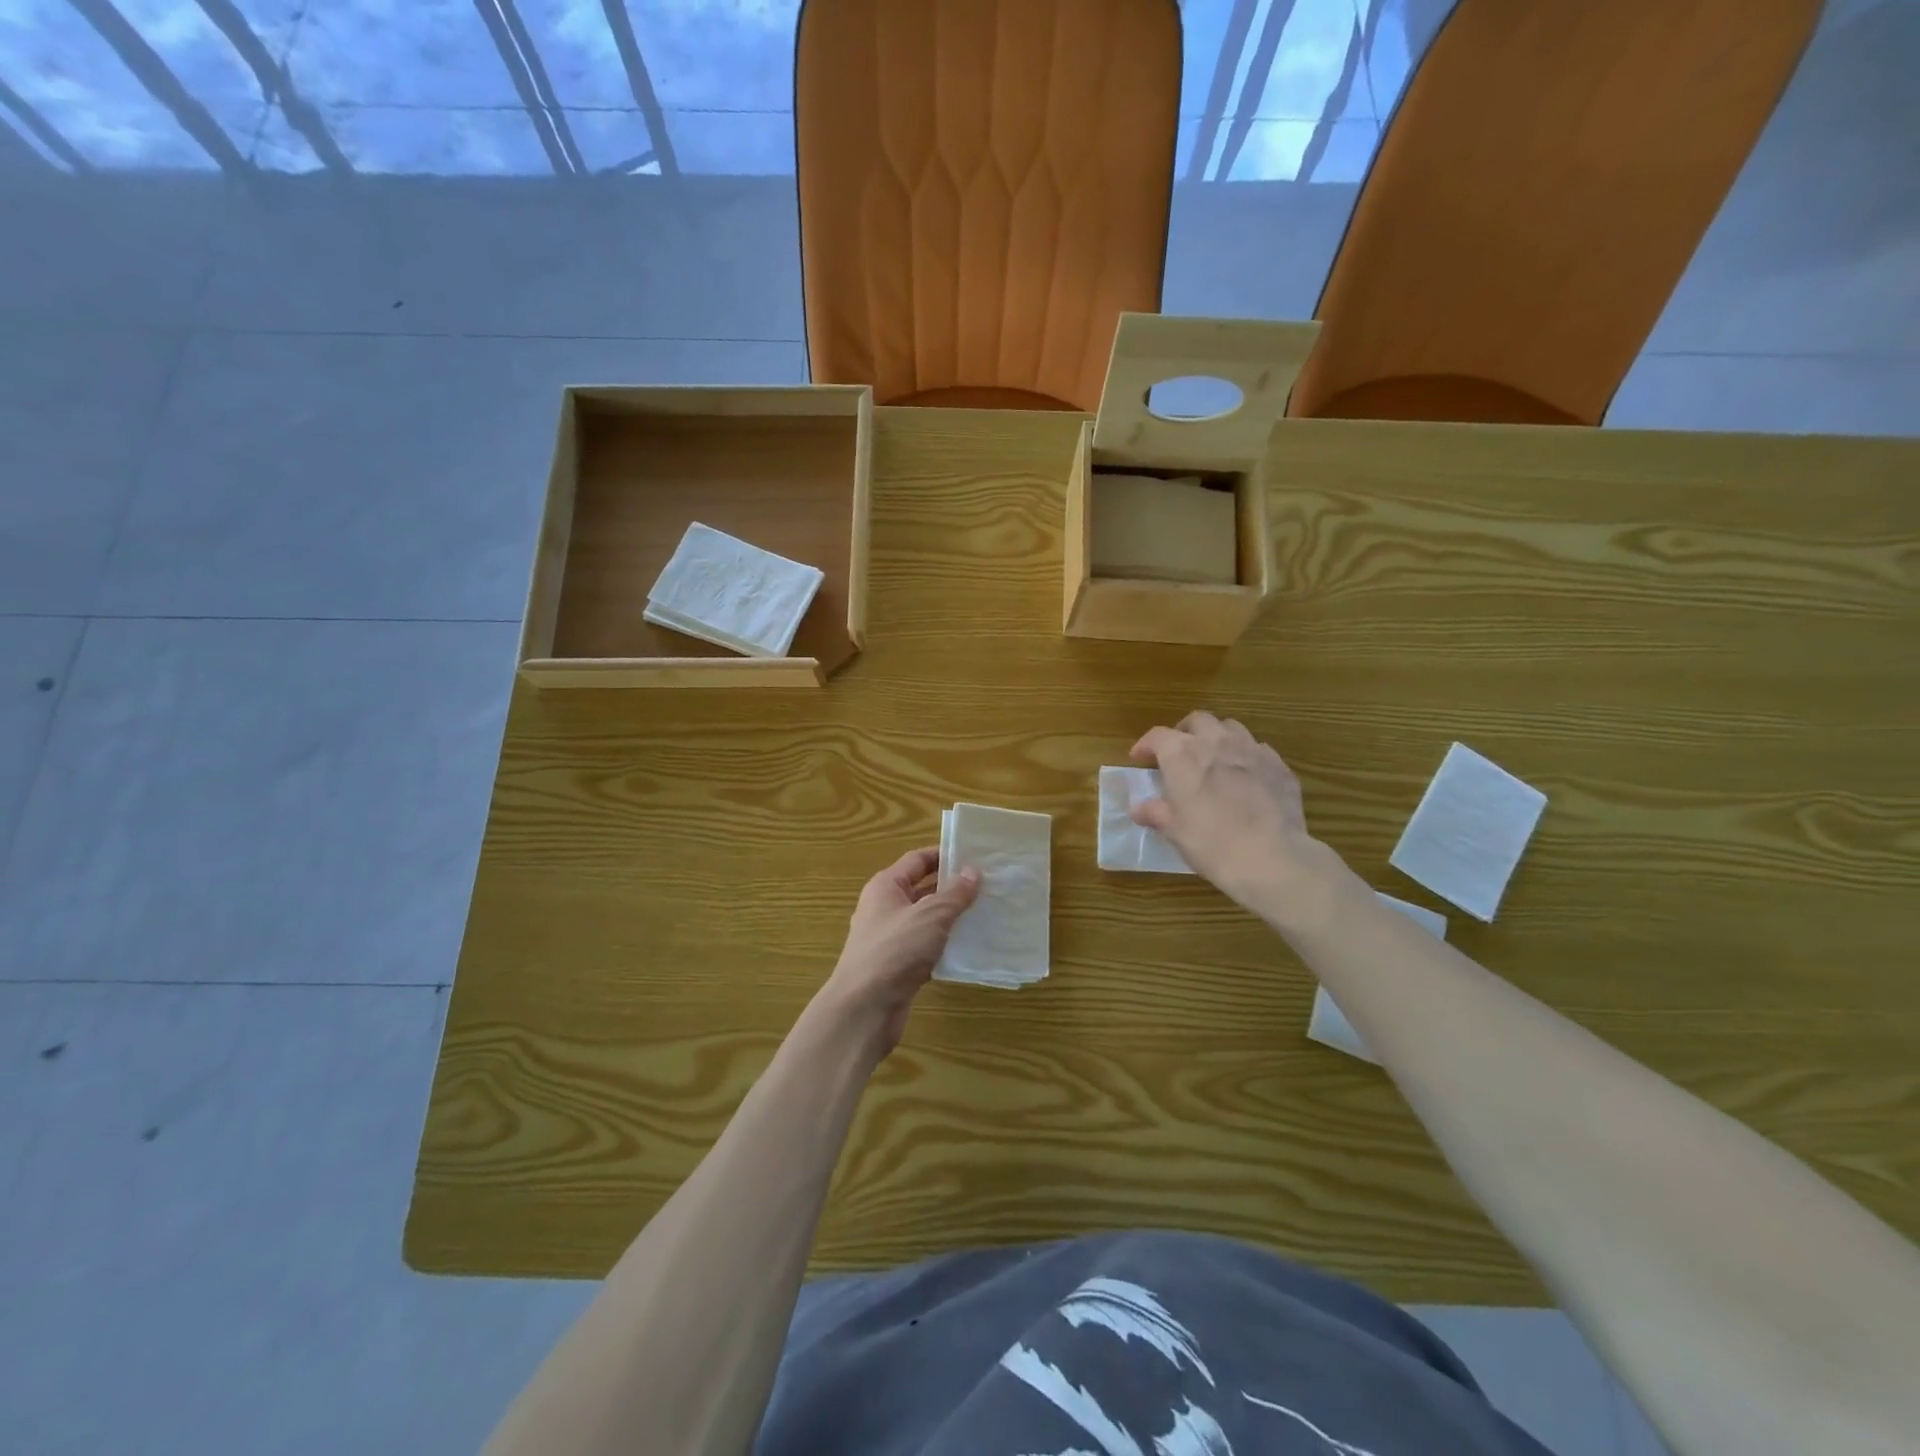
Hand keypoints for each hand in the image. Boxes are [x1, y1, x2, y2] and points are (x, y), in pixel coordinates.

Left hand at [813, 847, 979, 1060]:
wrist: (864, 1008)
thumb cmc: (895, 950)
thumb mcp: (930, 916)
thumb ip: (954, 894)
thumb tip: (972, 871)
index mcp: (885, 887)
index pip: (917, 860)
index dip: (943, 855)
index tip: (974, 855)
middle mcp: (884, 908)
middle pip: (921, 889)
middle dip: (951, 888)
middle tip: (987, 886)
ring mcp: (889, 938)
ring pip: (925, 920)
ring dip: (951, 918)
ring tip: (985, 914)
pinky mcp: (897, 966)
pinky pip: (925, 947)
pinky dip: (944, 946)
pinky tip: (969, 948)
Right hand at [1130, 711, 1336, 919]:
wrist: (1269, 856)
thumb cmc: (1209, 841)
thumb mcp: (1173, 830)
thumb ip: (1155, 812)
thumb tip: (1138, 808)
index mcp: (1183, 754)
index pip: (1157, 736)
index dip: (1146, 745)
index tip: (1139, 758)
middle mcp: (1216, 742)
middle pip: (1198, 720)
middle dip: (1185, 732)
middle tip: (1179, 752)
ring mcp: (1252, 750)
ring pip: (1231, 728)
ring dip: (1218, 737)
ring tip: (1214, 758)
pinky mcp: (1279, 765)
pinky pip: (1259, 750)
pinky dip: (1246, 757)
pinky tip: (1246, 777)